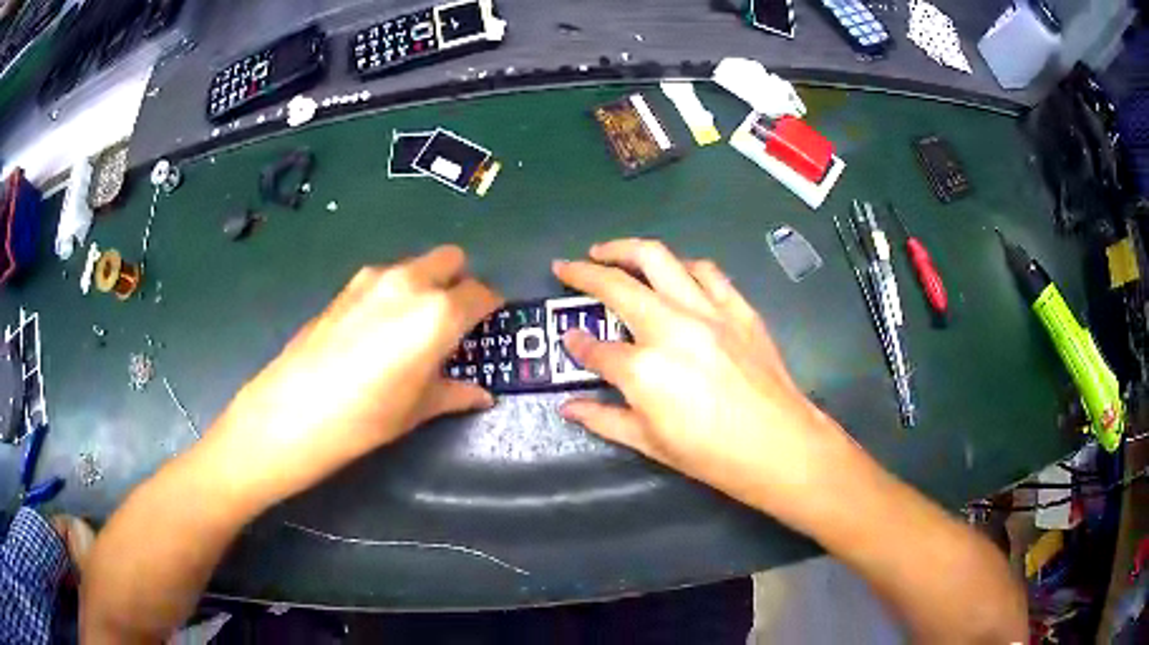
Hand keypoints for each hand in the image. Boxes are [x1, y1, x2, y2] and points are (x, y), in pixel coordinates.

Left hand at [205, 245, 502, 508]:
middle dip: (460, 283)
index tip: (488, 326)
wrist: (293, 410)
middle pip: (451, 260)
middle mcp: (410, 282)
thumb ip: (455, 393)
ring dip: (426, 284)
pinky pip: (385, 277)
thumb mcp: (419, 409)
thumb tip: (482, 396)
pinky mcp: (346, 286)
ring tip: (413, 327)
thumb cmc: (367, 416)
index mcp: (438, 312)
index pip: (482, 293)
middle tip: (454, 321)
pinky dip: (395, 291)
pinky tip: (378, 329)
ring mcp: (374, 278)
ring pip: (416, 265)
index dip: (491, 309)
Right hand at [554, 239, 859, 522]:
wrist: (781, 446)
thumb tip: (568, 407)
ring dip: (627, 250)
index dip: (576, 343)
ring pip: (659, 259)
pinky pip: (706, 272)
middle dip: (583, 272)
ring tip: (610, 253)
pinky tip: (674, 272)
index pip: (595, 348)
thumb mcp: (651, 444)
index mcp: (644, 370)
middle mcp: (671, 328)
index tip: (569, 339)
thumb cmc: (714, 456)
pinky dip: (681, 265)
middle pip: (617, 286)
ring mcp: (708, 312)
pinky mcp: (738, 308)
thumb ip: (604, 419)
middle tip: (567, 266)